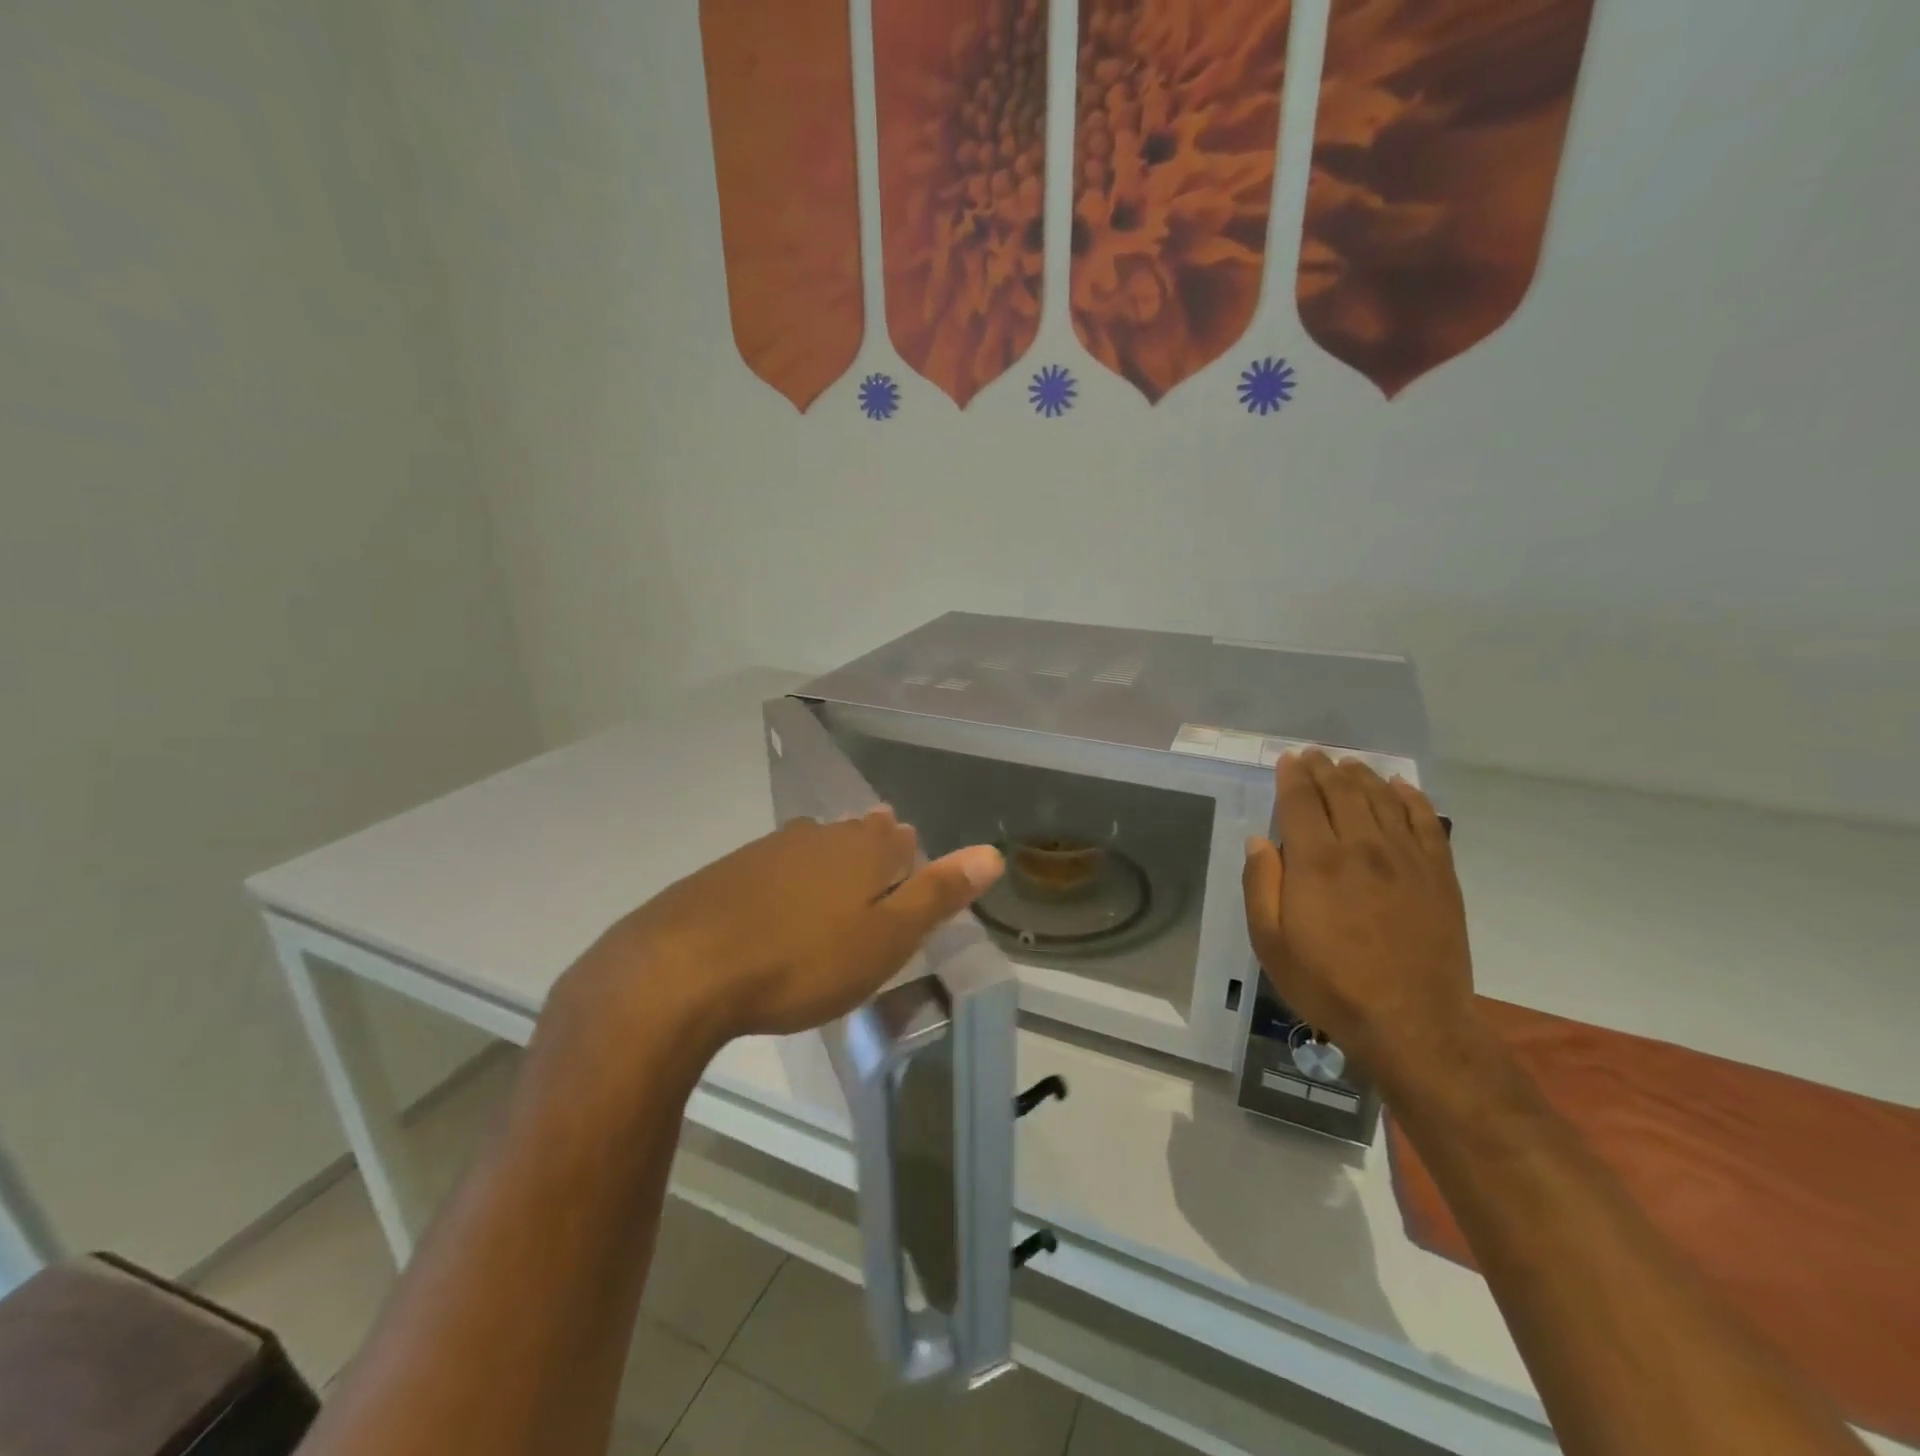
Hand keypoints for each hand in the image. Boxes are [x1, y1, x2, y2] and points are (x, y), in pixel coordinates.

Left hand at [556, 810, 1003, 1056]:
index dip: (912, 859)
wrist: (680, 970)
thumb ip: (938, 894)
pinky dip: (785, 884)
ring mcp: (767, 849)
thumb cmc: (801, 961)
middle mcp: (818, 836)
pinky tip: (775, 910)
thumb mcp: (884, 939)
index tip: (911, 884)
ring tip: (834, 893)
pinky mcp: (725, 872)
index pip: (902, 840)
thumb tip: (992, 852)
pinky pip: (772, 869)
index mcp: (862, 849)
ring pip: (814, 849)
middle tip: (877, 884)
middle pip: (857, 837)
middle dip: (872, 856)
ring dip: (828, 866)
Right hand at [1242, 751, 1477, 1084]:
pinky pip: (1426, 822)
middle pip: (1342, 791)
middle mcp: (1362, 847)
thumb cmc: (1329, 984)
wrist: (1412, 1024)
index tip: (1288, 759)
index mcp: (1317, 861)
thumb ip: (1261, 885)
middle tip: (1314, 755)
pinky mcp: (1439, 874)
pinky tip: (1401, 787)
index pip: (1301, 801)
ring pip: (1383, 799)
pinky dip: (1411, 798)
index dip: (1292, 776)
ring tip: (1349, 764)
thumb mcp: (1271, 943)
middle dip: (1324, 768)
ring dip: (1362, 776)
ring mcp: (1406, 858)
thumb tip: (1260, 841)